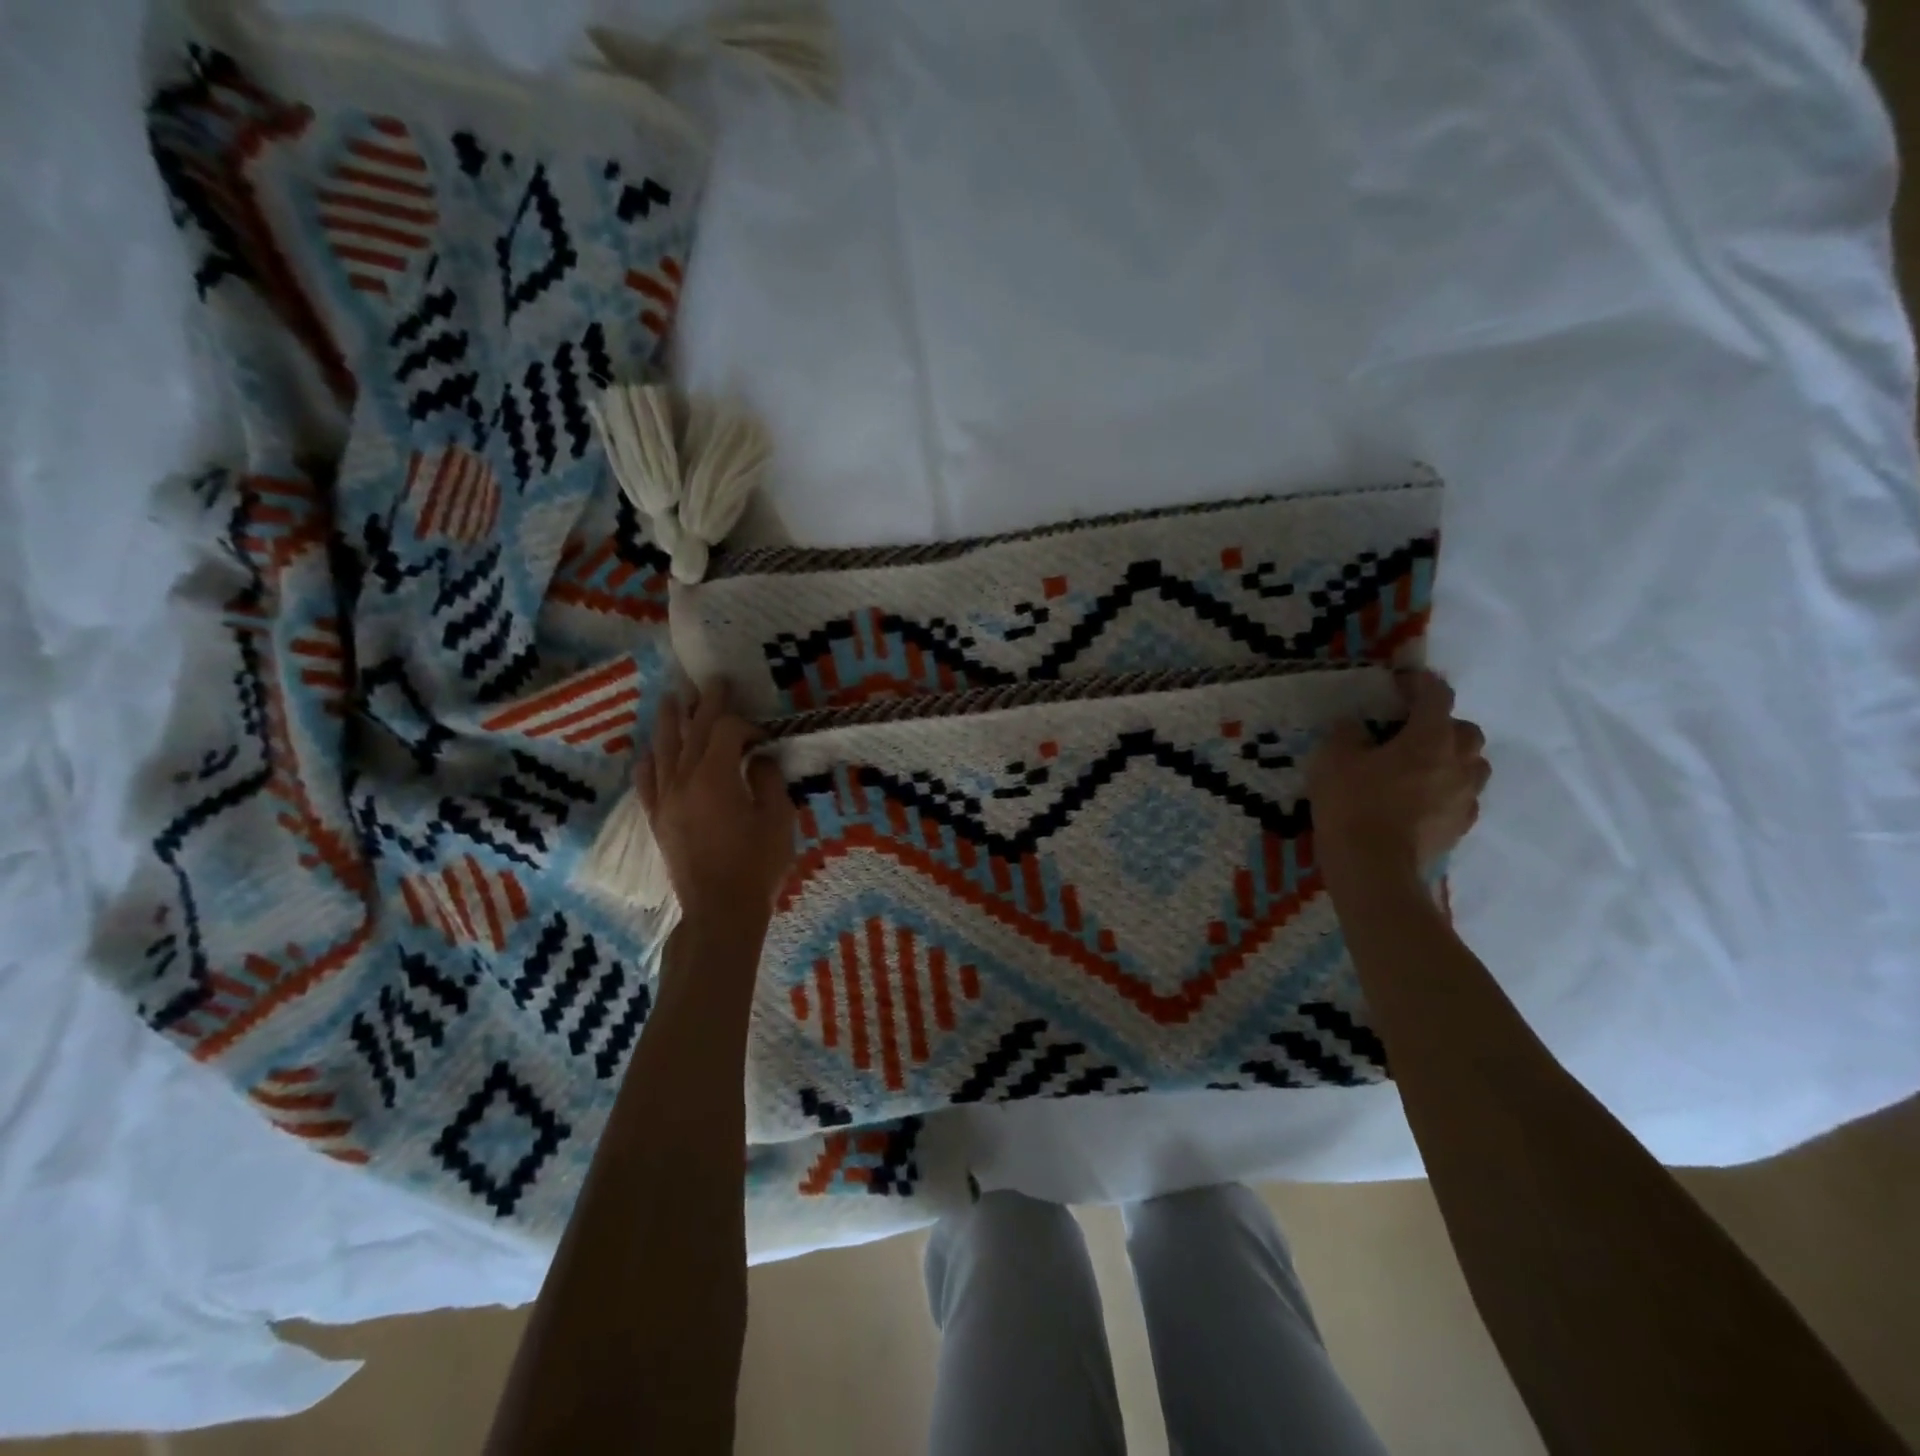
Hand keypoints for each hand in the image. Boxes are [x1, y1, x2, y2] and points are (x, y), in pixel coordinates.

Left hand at [639, 678, 796, 925]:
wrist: (720, 910)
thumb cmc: (757, 865)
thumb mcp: (778, 818)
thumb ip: (768, 780)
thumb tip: (758, 758)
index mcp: (715, 777)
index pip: (725, 731)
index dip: (744, 724)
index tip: (762, 736)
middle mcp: (683, 780)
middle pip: (692, 731)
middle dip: (704, 704)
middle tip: (712, 681)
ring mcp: (665, 799)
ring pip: (663, 749)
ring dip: (670, 721)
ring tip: (673, 699)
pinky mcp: (657, 819)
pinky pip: (646, 781)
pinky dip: (648, 761)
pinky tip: (650, 751)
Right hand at [1306, 670, 1488, 888]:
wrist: (1374, 868)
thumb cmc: (1353, 805)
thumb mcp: (1332, 760)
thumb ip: (1346, 734)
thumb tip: (1355, 726)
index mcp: (1429, 738)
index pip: (1436, 697)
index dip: (1419, 684)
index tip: (1400, 683)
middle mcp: (1457, 763)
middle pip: (1466, 731)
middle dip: (1443, 724)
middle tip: (1410, 731)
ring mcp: (1464, 798)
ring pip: (1473, 766)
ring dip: (1452, 759)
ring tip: (1420, 767)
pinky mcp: (1460, 827)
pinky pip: (1463, 798)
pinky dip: (1447, 791)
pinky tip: (1420, 800)